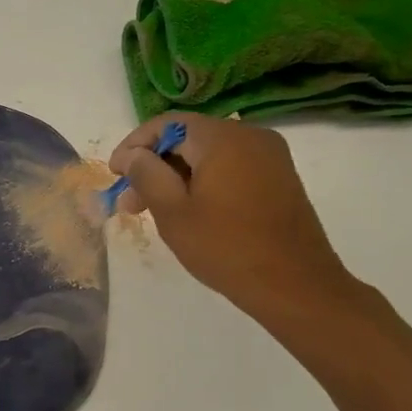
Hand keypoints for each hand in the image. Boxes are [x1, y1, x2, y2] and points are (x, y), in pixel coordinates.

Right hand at [108, 113, 362, 321]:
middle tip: (130, 201)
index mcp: (223, 138)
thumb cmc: (226, 248)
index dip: (134, 145)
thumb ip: (147, 175)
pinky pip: (230, 167)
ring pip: (209, 155)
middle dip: (154, 165)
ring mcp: (269, 156)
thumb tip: (133, 154)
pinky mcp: (278, 178)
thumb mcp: (173, 212)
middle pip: (188, 138)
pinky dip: (203, 182)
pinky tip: (188, 210)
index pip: (167, 124)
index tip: (115, 174)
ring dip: (177, 176)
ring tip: (153, 211)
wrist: (296, 286)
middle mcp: (250, 136)